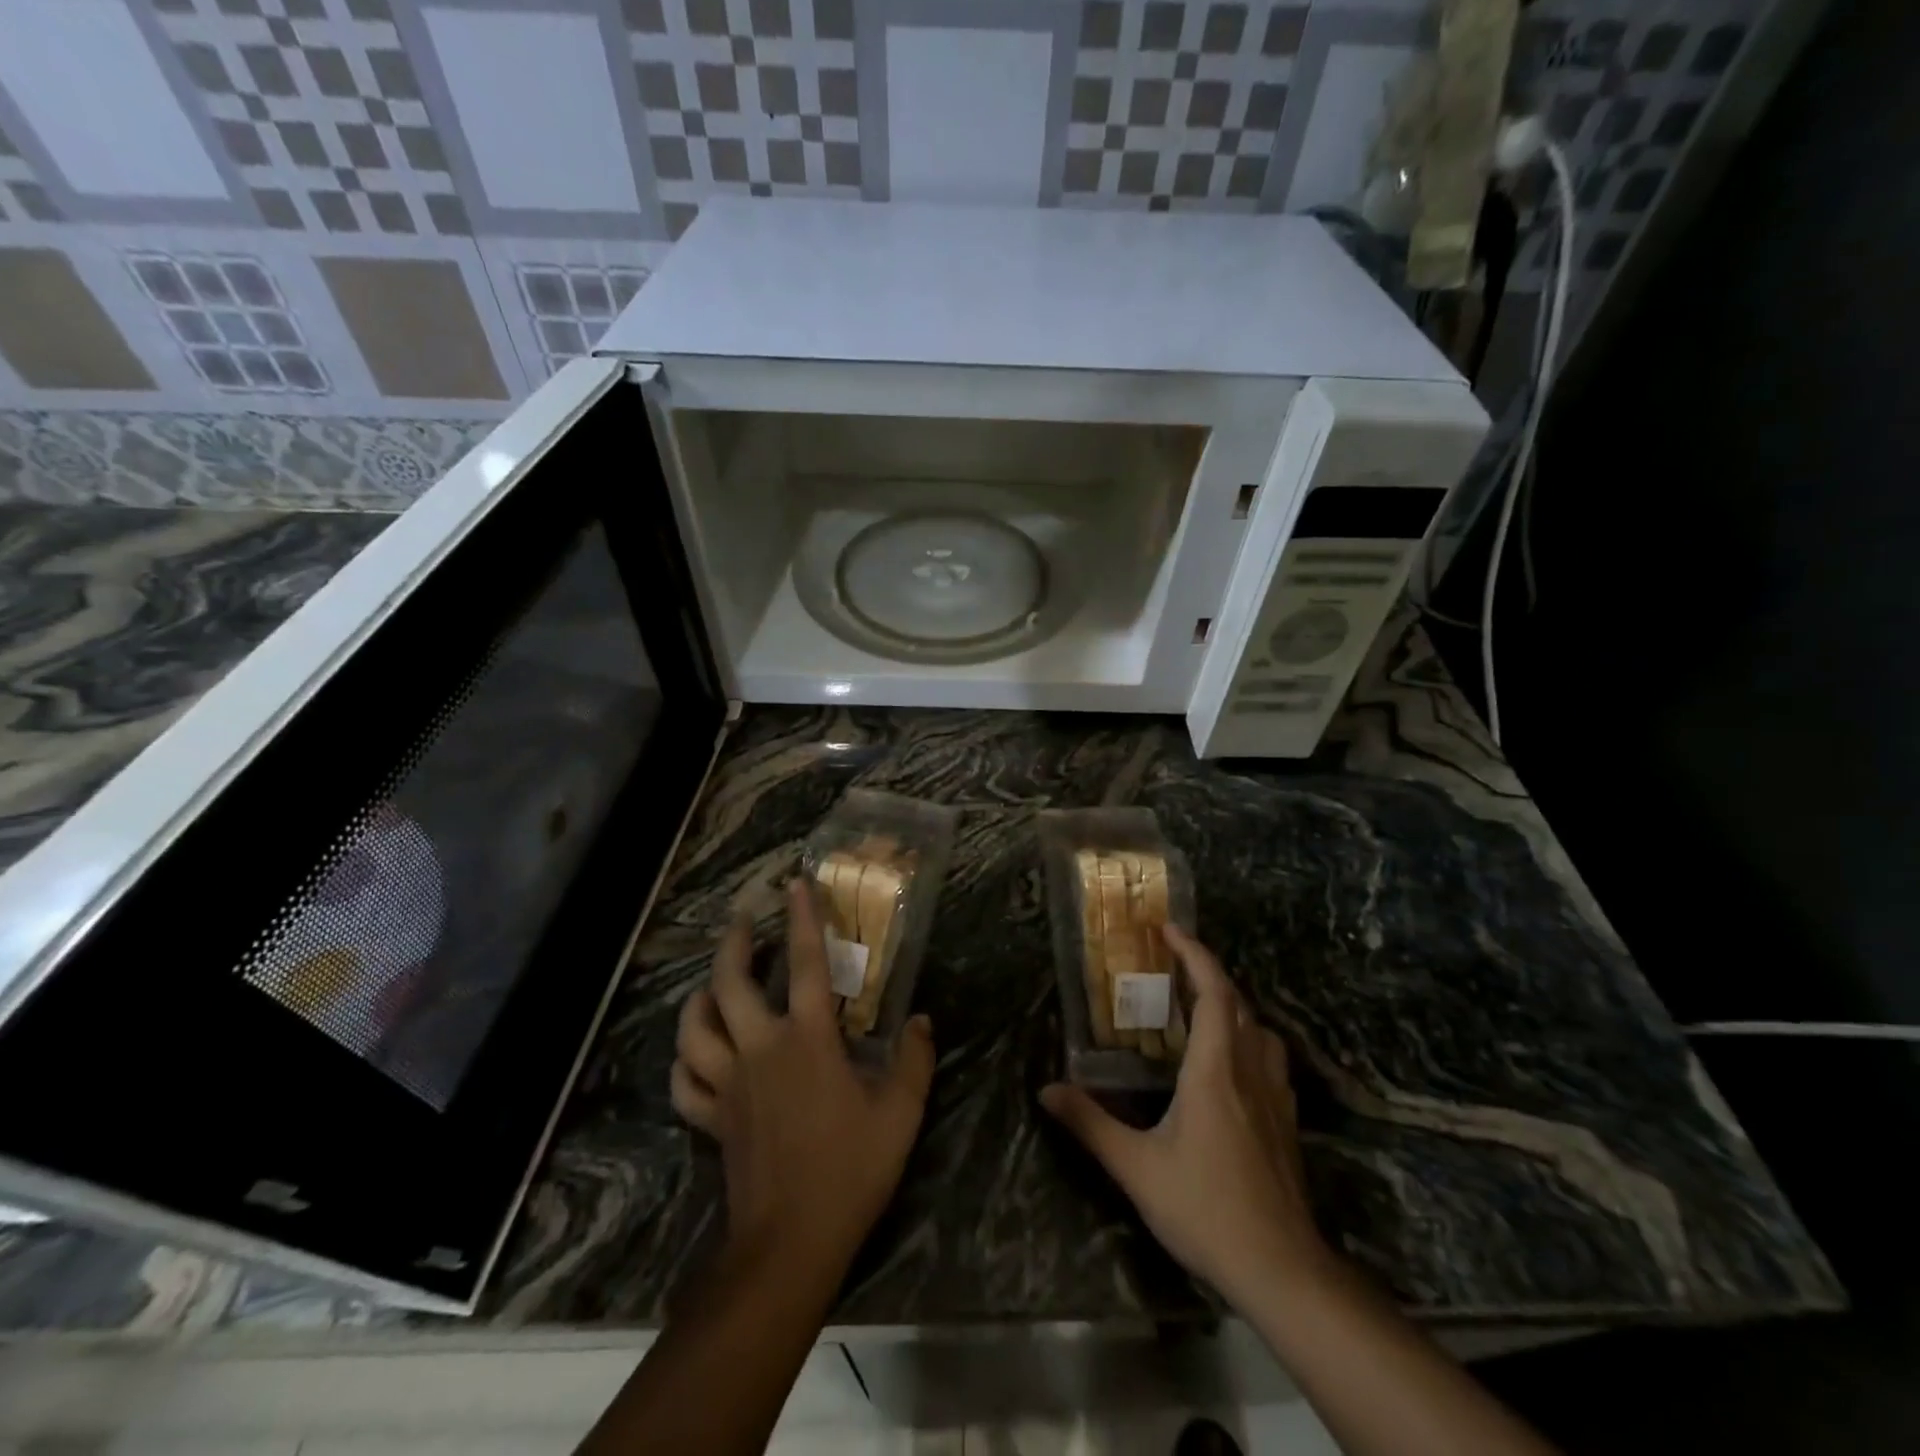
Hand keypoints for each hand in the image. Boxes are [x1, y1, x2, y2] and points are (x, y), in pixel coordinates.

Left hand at [671, 877, 936, 1272]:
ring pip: (694, 1027)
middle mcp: (760, 1049)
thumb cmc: (850, 1170)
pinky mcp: (711, 1119)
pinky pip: (684, 1082)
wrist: (790, 1243)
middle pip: (730, 982)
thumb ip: (914, 1061)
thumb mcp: (900, 1115)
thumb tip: (921, 1020)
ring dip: (699, 996)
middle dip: (732, 942)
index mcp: (807, 1040)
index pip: (804, 964)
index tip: (794, 883)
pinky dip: (685, 1061)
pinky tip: (696, 1054)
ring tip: (712, 982)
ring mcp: (728, 1084)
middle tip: (741, 918)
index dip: (801, 919)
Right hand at [1041, 925, 1327, 1307]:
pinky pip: (1271, 1061)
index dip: (1195, 954)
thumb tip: (1046, 1089)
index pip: (1214, 992)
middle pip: (1238, 1004)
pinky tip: (1232, 1064)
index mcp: (1215, 1070)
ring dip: (1233, 1006)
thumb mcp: (1136, 1168)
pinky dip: (1249, 1040)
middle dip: (1209, 972)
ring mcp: (1275, 1099)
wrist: (1281, 1270)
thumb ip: (1090, 1124)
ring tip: (1201, 1007)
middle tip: (1174, 964)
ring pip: (1260, 1031)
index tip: (1169, 930)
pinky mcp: (1287, 1124)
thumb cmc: (1206, 1209)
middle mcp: (1249, 1072)